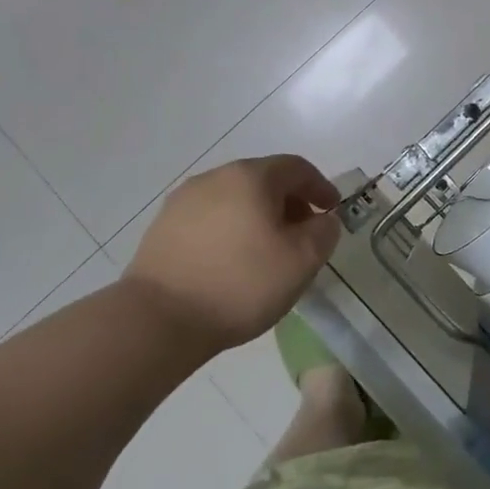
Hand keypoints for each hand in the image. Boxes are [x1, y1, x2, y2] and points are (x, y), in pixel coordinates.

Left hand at [123, 155, 341, 350]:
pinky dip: (230, 231)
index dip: (320, 187)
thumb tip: (322, 220)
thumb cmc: (241, 283)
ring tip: (266, 252)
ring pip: (235, 199)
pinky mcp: (162, 228)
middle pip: (264, 180)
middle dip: (289, 203)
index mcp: (252, 176)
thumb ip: (324, 232)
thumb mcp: (302, 261)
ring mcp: (183, 201)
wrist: (158, 320)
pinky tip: (231, 263)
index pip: (296, 168)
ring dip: (258, 217)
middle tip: (302, 234)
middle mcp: (216, 177)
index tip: (331, 212)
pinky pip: (209, 219)